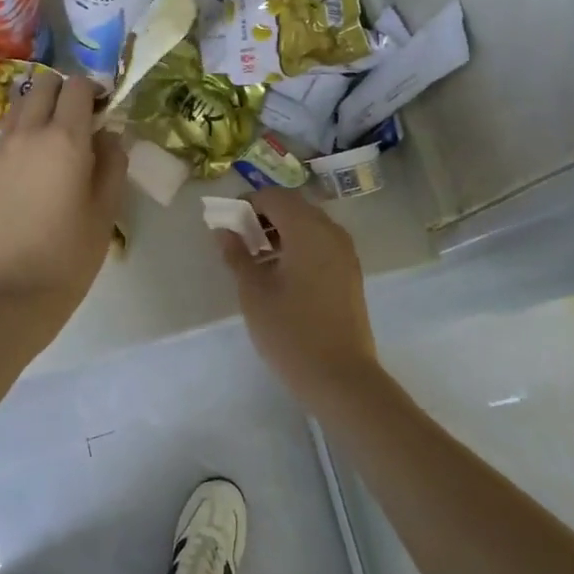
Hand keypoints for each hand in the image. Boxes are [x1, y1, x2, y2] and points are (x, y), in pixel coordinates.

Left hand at [0, 72, 125, 337]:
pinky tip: (30, 182)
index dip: (93, 90)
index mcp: (64, 139)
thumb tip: (107, 134)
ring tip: (53, 146)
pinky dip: (20, 145)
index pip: (77, 85)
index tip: (103, 110)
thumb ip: (113, 160)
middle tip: (78, 121)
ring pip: (18, 110)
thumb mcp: (108, 207)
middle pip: (42, 84)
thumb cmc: (72, 253)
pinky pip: (3, 144)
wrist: (14, 295)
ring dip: (38, 113)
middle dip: (63, 92)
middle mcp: (26, 135)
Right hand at [216, 187, 379, 402]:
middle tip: (239, 240)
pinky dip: (298, 246)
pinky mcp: (349, 272)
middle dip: (264, 216)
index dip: (247, 203)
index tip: (227, 224)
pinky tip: (280, 274)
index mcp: (308, 229)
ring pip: (308, 225)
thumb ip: (237, 255)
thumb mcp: (254, 293)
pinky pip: (320, 243)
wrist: (341, 377)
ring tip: (256, 260)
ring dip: (281, 232)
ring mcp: (345, 252)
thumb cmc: (291, 332)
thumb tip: (224, 230)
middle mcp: (331, 232)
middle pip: (293, 207)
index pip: (274, 196)